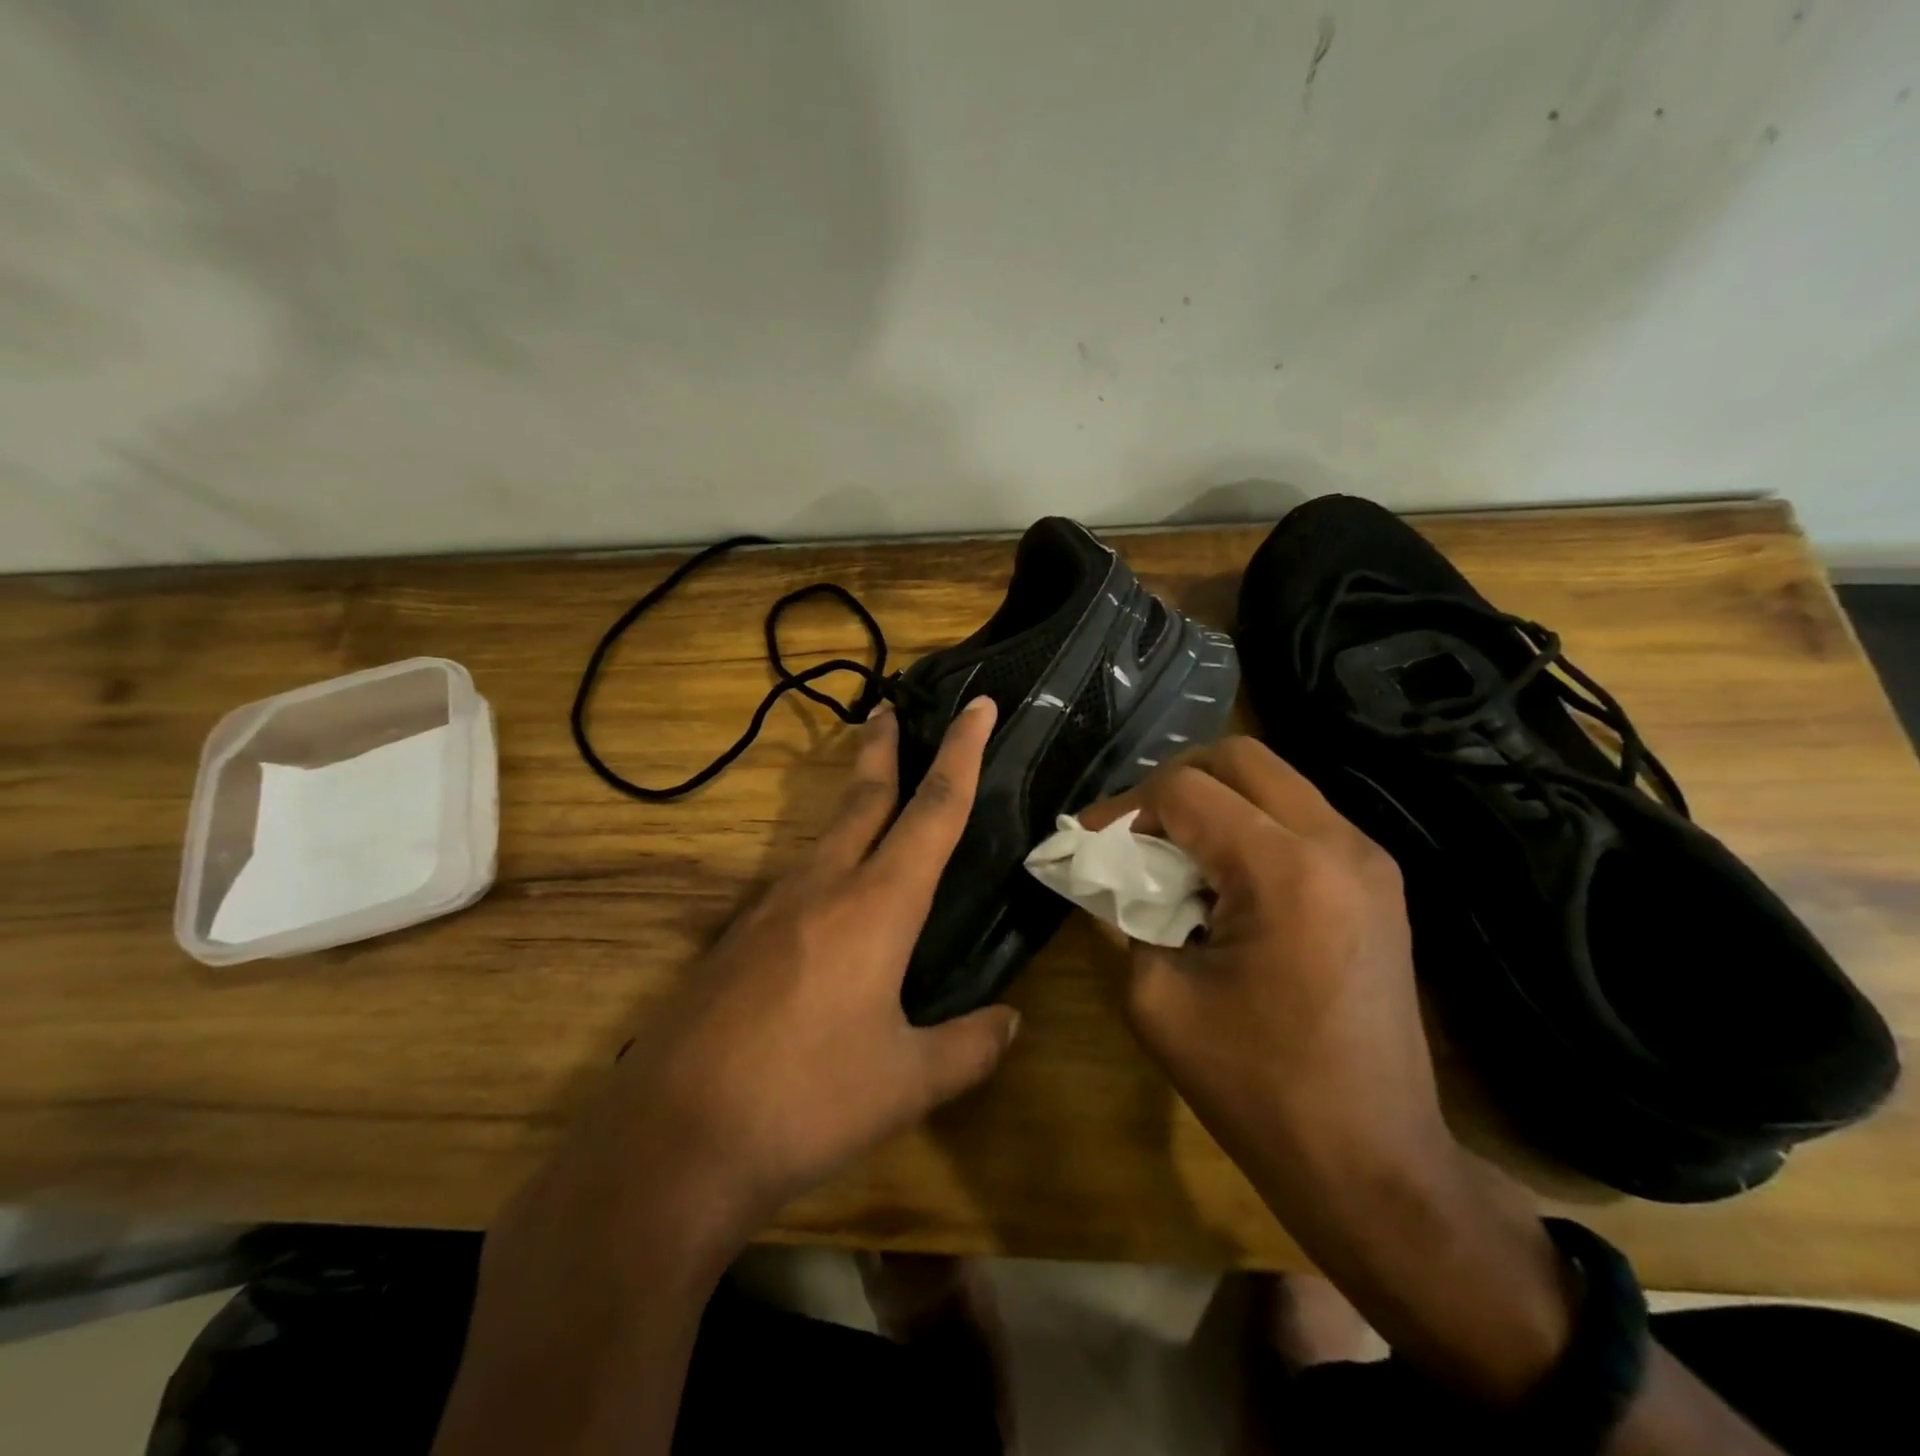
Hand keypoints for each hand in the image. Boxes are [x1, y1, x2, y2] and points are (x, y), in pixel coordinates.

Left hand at [605, 693, 1019, 1234]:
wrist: (673, 1141)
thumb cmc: (806, 1102)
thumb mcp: (906, 1083)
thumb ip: (968, 1047)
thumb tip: (1010, 1023)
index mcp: (876, 907)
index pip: (933, 810)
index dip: (962, 753)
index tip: (978, 705)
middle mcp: (821, 889)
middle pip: (863, 799)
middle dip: (884, 749)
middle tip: (890, 708)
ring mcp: (767, 911)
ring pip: (824, 841)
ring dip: (852, 811)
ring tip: (872, 810)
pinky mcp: (734, 942)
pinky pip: (793, 889)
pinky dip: (823, 873)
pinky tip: (826, 912)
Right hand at [1080, 736, 1444, 1201]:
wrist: (1373, 1163)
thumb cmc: (1256, 1088)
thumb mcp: (1157, 996)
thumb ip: (1125, 913)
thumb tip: (1109, 871)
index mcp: (1284, 871)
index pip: (1185, 790)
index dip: (1124, 808)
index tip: (1089, 842)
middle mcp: (1338, 843)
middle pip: (1238, 756)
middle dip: (1171, 782)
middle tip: (1133, 831)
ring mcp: (1369, 858)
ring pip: (1274, 779)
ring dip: (1213, 801)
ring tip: (1174, 853)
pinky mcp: (1378, 880)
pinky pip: (1299, 816)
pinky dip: (1249, 824)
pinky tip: (1223, 878)